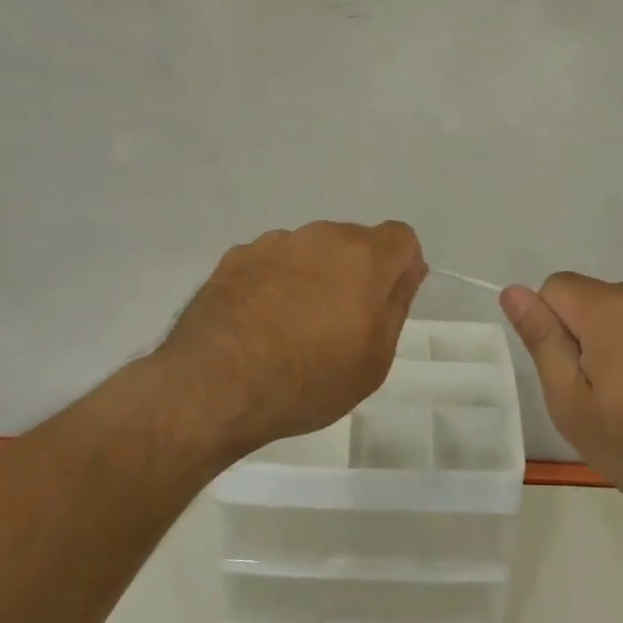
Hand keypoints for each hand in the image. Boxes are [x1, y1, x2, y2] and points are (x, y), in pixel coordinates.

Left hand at [160, 221, 427, 458]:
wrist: (214, 386)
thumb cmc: (308, 380)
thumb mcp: (374, 359)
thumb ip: (396, 304)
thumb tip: (409, 269)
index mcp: (363, 257)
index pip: (401, 238)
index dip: (400, 267)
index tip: (385, 303)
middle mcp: (320, 236)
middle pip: (353, 241)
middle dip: (355, 272)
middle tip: (339, 323)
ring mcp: (273, 243)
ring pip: (310, 250)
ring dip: (313, 275)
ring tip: (292, 326)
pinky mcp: (235, 257)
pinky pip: (271, 261)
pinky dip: (274, 282)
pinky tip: (258, 323)